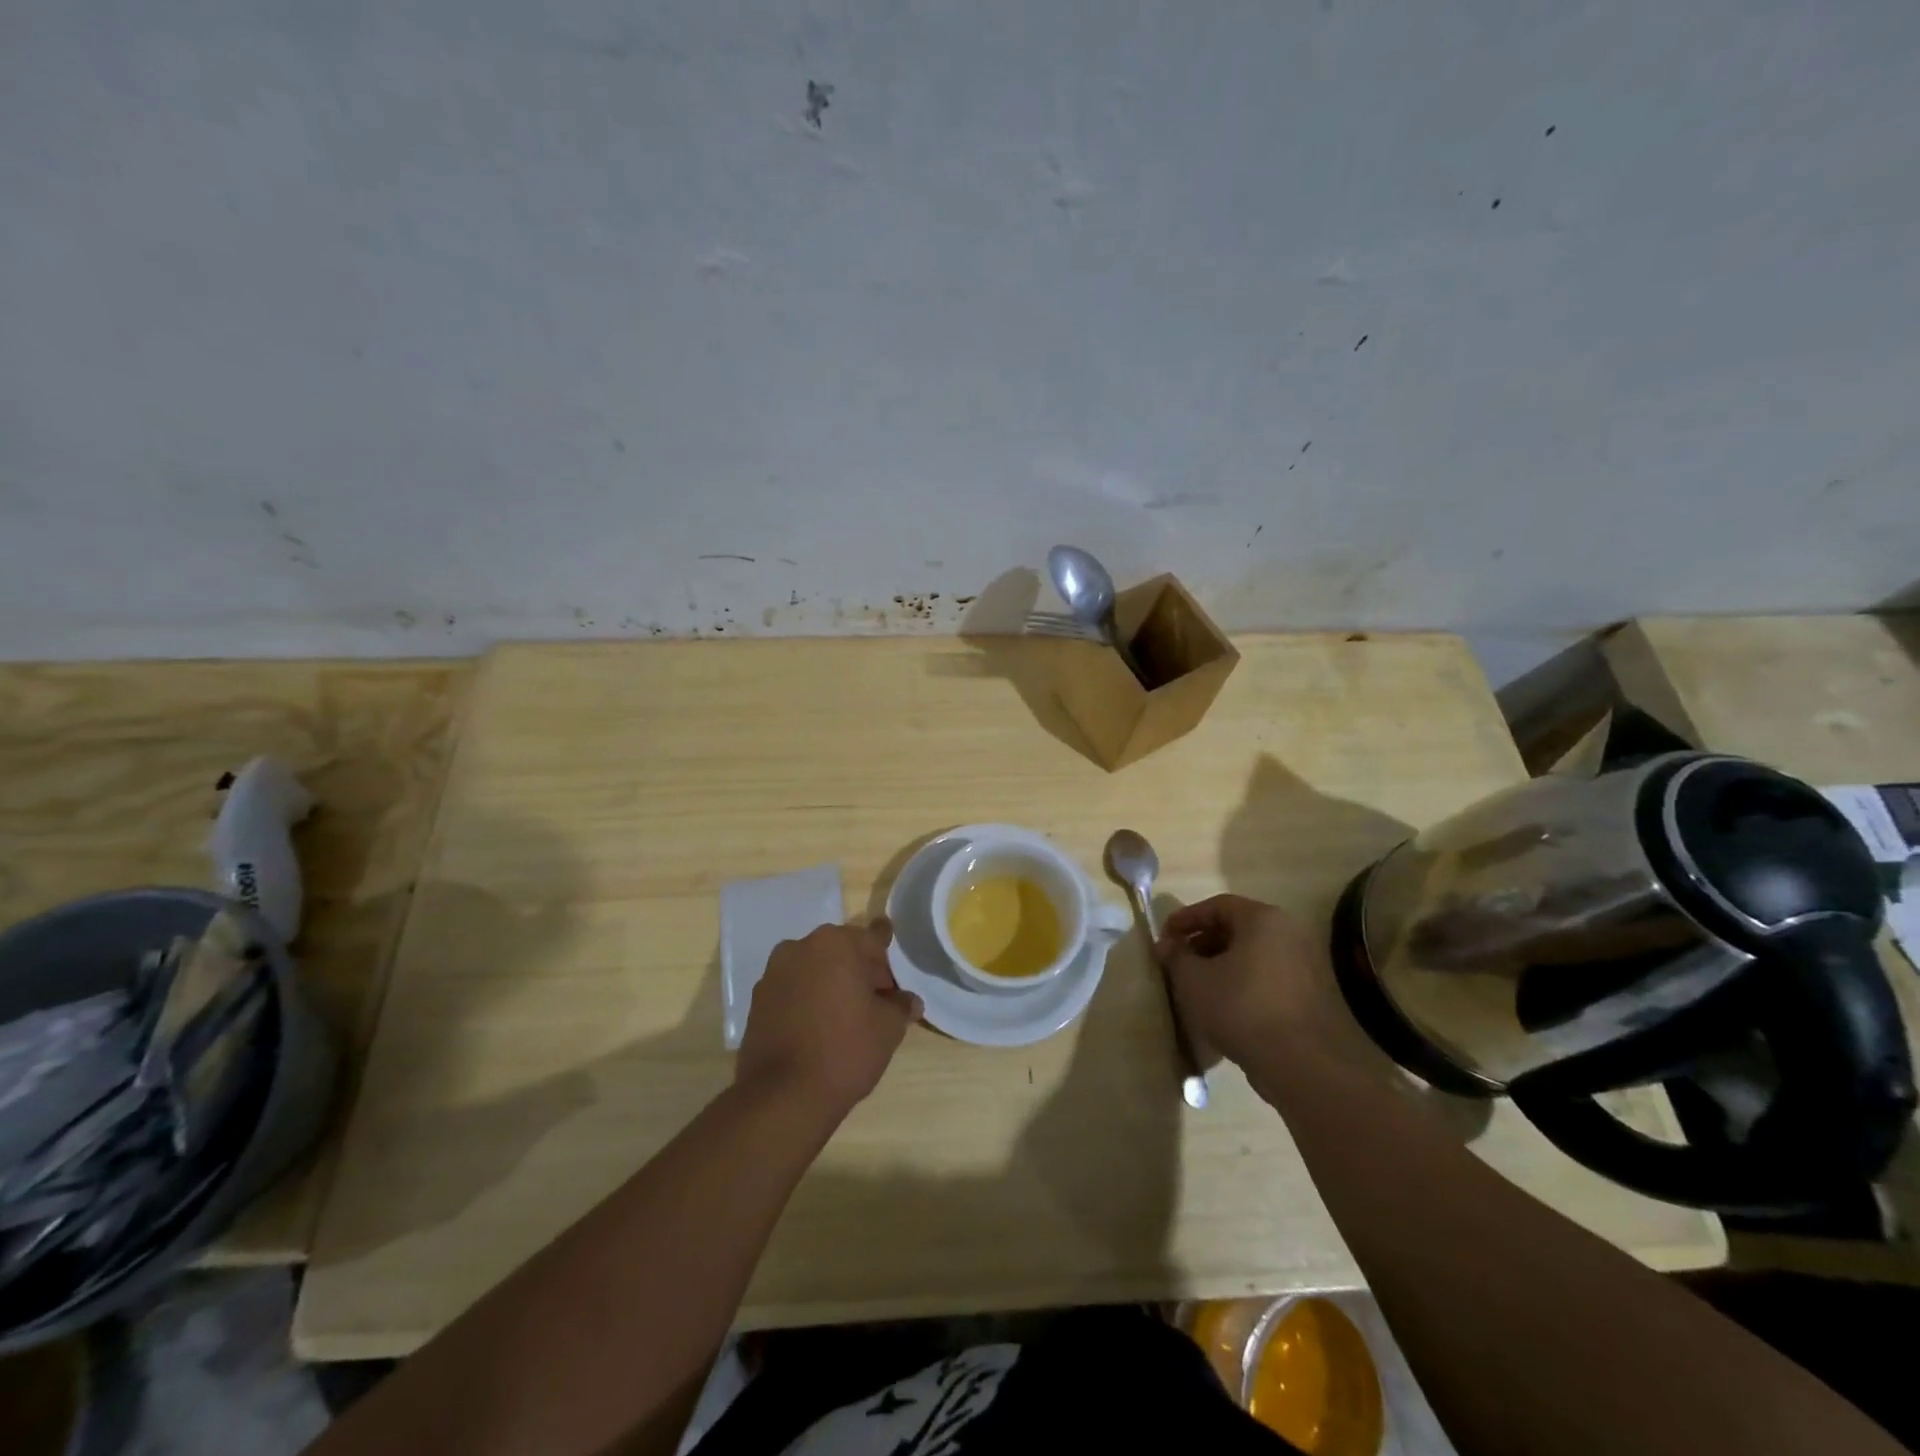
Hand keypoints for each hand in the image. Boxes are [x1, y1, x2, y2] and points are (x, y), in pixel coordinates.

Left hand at [735, 920, 921, 1116]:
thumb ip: (900, 1006)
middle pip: (841, 952)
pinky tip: (820, 1028)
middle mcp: (800, 947)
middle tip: (878, 1001)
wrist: (783, 1097)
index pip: (872, 940)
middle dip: (860, 971)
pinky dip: (808, 1001)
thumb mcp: (888, 1028)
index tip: (894, 975)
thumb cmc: (845, 1050)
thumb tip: (908, 1001)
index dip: (887, 960)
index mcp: (834, 943)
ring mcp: (773, 974)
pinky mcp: (757, 1002)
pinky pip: (793, 991)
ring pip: (814, 970)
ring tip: (848, 1018)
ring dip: (832, 984)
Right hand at [1156, 894, 1363, 1072]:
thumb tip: (1167, 946)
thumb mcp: (1193, 980)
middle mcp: (1289, 934)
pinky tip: (1224, 1006)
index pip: (1217, 906)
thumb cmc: (1240, 1007)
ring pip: (1252, 955)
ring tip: (1198, 986)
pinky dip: (1242, 983)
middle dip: (1203, 943)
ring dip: (1222, 965)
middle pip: (1237, 929)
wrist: (1300, 1064)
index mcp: (1263, 919)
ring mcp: (1305, 966)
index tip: (1164, 937)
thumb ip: (1176, 956)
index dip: (1186, 918)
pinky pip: (1267, 978)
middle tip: (1179, 961)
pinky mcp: (1311, 996)